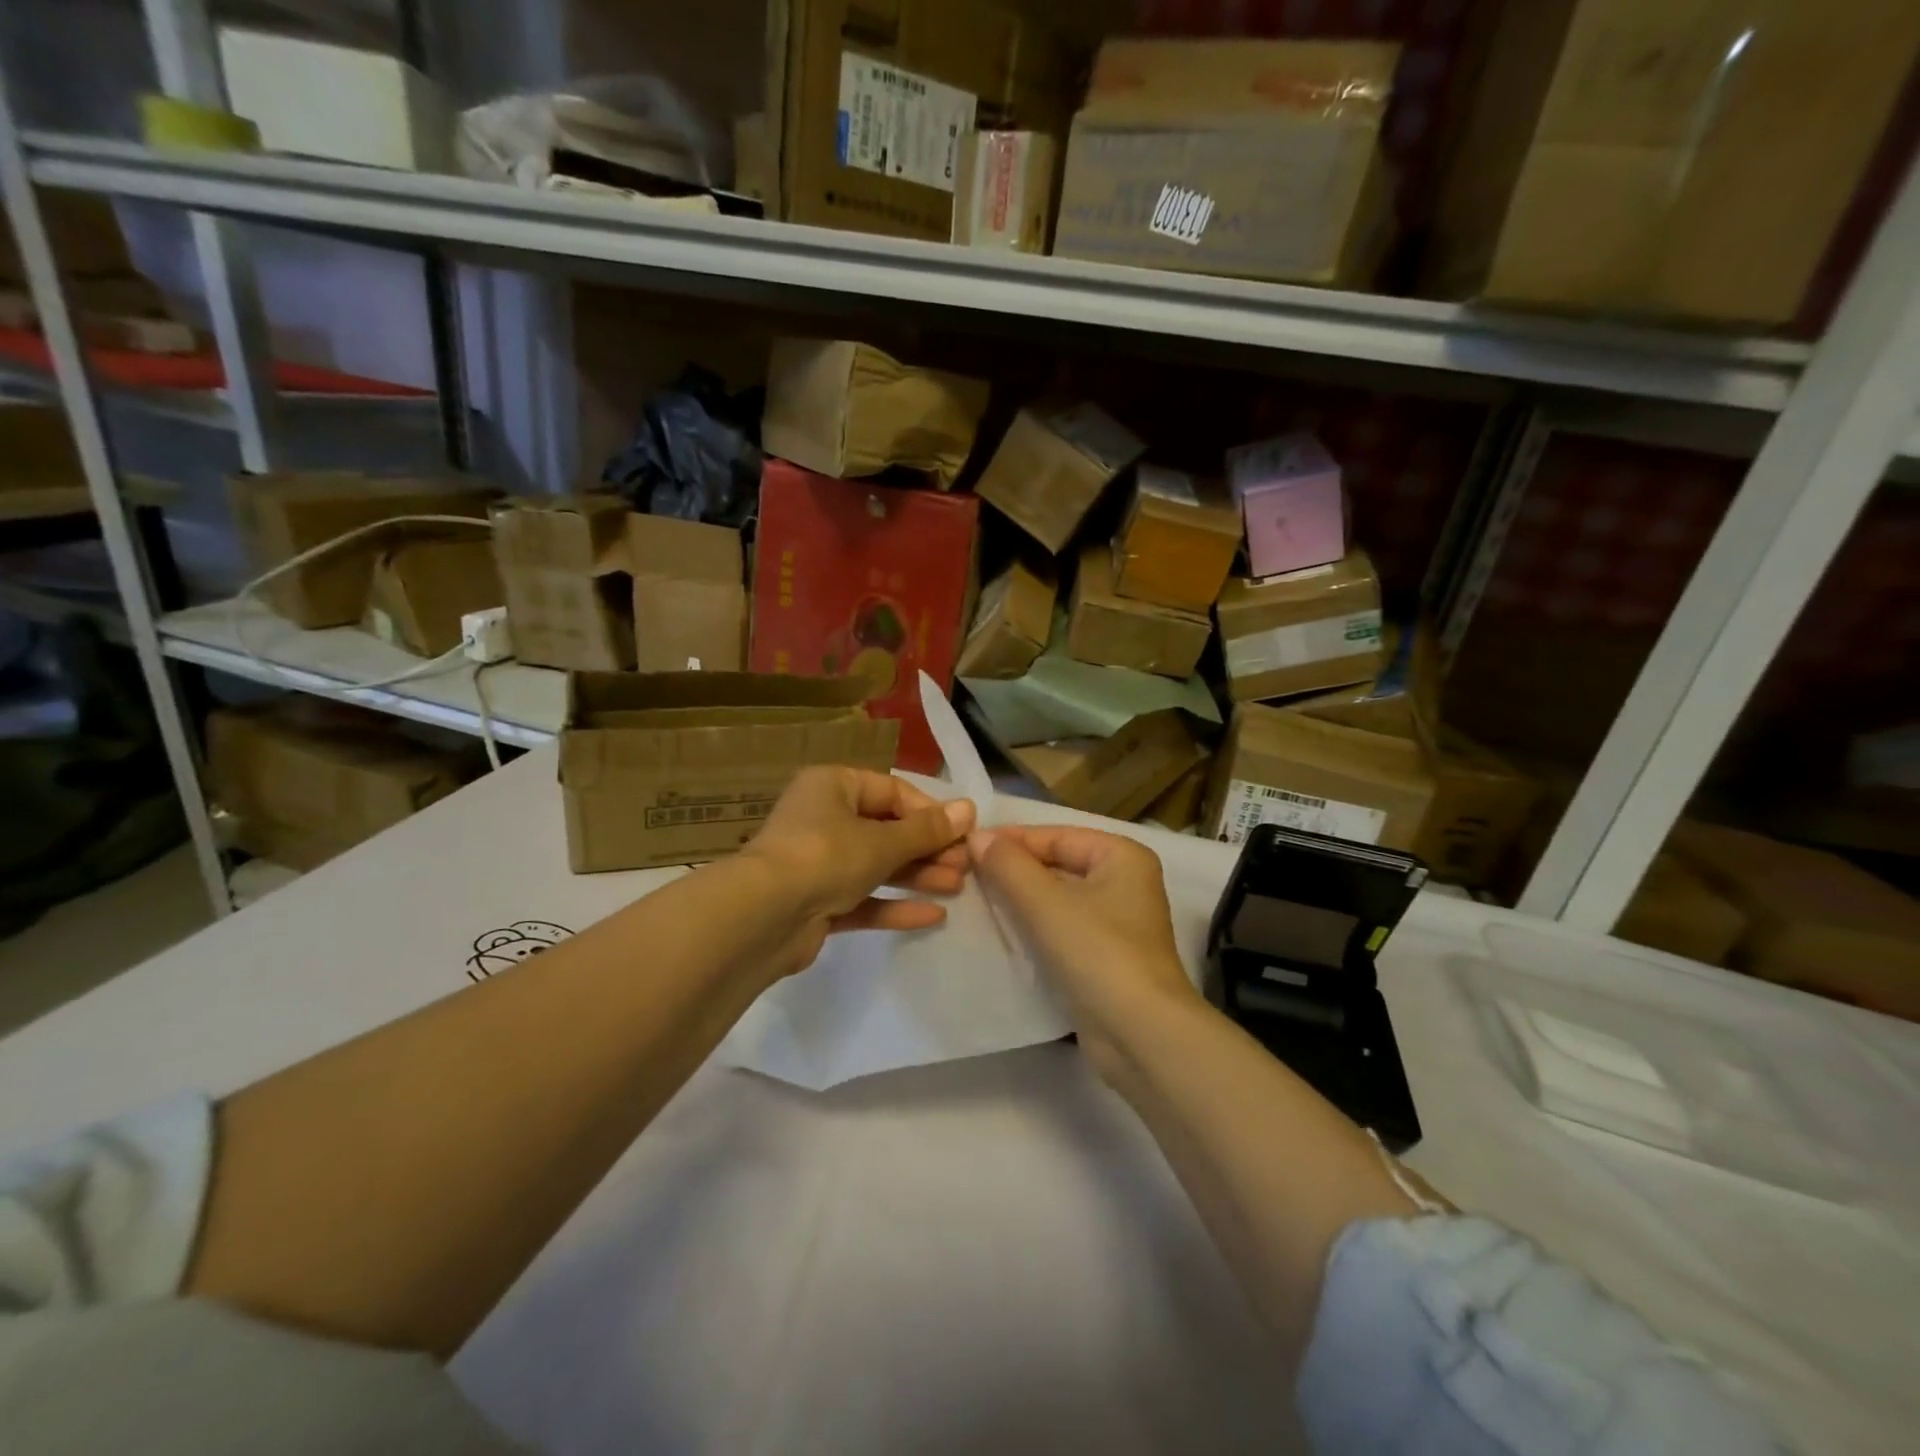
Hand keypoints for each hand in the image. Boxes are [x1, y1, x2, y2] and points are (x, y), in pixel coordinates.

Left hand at [740, 766, 975, 972]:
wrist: (762, 918)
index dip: (929, 811)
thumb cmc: (825, 857)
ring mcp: (818, 863)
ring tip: (957, 887)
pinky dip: (894, 904)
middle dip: (928, 848)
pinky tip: (932, 916)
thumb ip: (927, 830)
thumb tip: (970, 809)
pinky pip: (863, 898)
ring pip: (877, 865)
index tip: (962, 833)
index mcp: (833, 787)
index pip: (892, 791)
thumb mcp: (883, 841)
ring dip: (917, 875)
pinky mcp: (817, 903)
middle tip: (965, 865)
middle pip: (886, 830)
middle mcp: (823, 819)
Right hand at [970, 825, 1201, 1078]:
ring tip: (975, 899)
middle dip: (1013, 870)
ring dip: (1020, 899)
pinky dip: (1034, 926)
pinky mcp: (1105, 957)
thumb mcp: (1045, 903)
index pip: (1055, 836)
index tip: (965, 848)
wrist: (1140, 1035)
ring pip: (1058, 898)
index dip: (1010, 840)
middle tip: (964, 874)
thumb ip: (1008, 866)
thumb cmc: (1097, 953)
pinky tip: (1001, 931)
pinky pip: (1062, 927)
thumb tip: (976, 836)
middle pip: (1057, 864)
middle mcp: (1125, 882)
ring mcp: (1117, 922)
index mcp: (1121, 856)